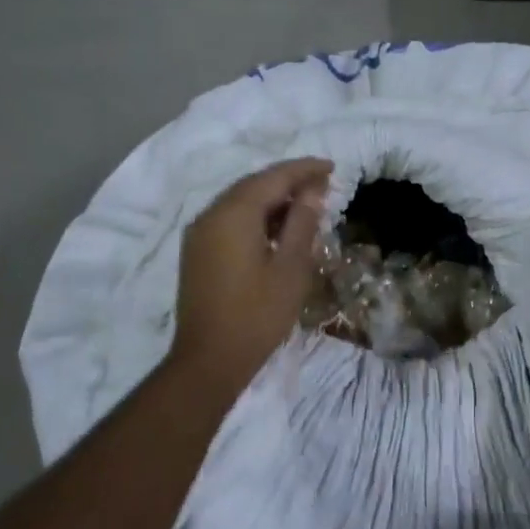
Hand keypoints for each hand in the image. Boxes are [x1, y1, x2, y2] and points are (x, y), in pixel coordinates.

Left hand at [171, 157, 332, 390]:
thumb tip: (311, 192)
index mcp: (234, 214)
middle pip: (254, 185)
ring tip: (305, 205)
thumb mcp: (291, 268)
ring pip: (240, 202)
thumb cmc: (257, 315)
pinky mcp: (197, 251)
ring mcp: (200, 233)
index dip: (304, 169)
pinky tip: (277, 229)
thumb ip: (302, 223)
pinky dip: (255, 216)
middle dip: (288, 181)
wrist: (208, 361)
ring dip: (272, 199)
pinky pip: (229, 219)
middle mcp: (211, 214)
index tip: (331, 167)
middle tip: (322, 185)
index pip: (274, 177)